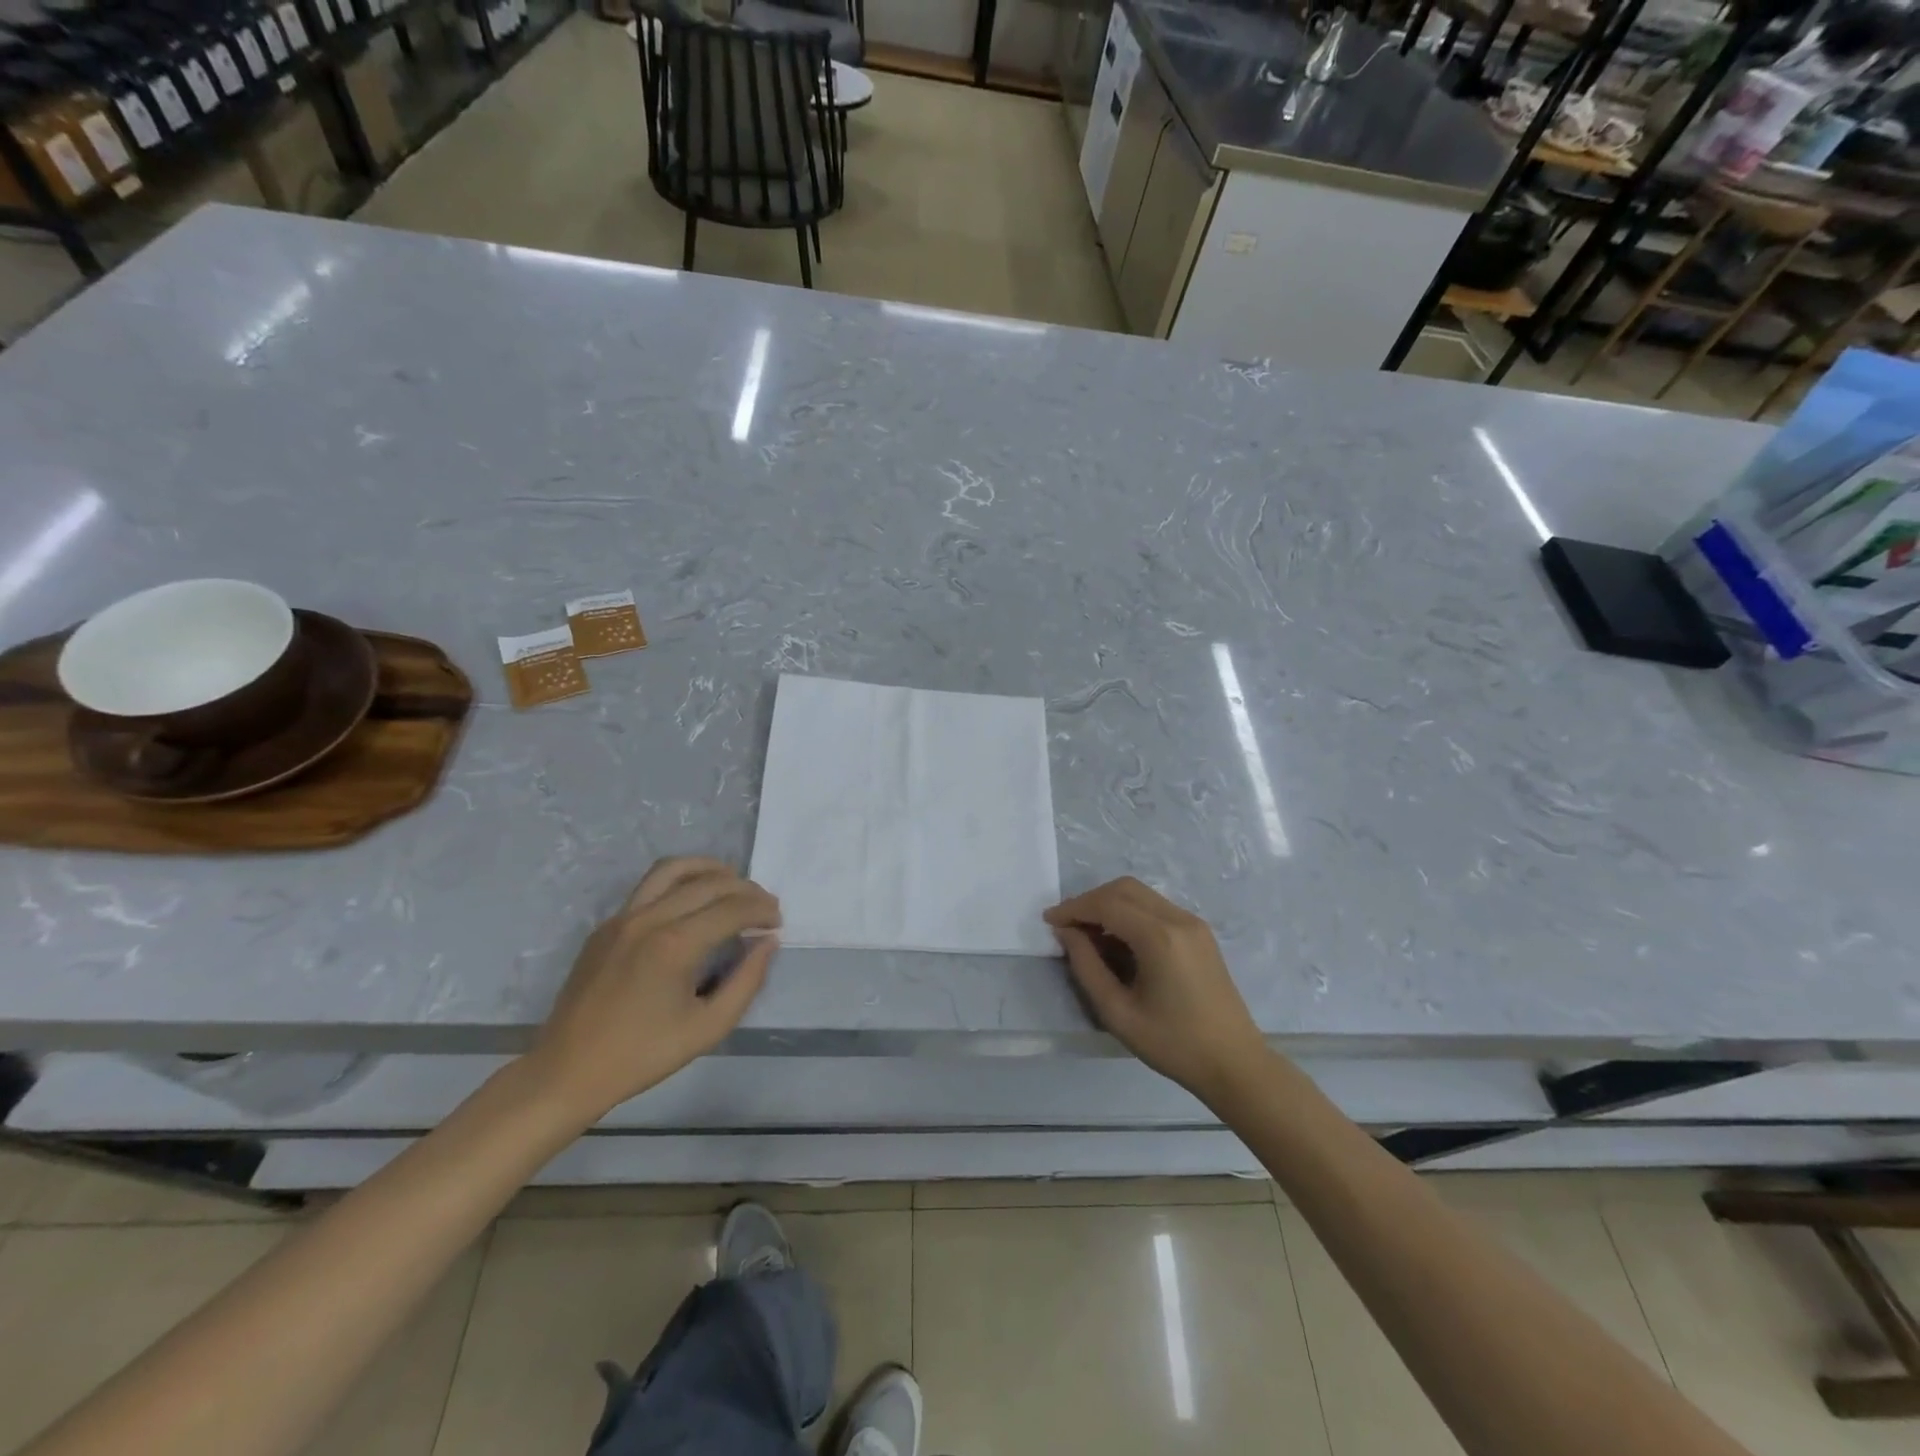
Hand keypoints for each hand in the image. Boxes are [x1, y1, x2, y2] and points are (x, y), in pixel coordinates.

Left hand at [526, 858, 780, 1122]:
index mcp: (675, 945)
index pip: (732, 908)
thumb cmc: (642, 1055)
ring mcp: (622, 918)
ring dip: (710, 870)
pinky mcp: (606, 925)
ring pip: (673, 869)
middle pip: (709, 882)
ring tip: (731, 884)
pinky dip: (680, 882)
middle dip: (745, 889)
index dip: (762, 910)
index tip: (777, 922)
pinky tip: (693, 903)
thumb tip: (768, 942)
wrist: (566, 1071)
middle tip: (764, 906)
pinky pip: (649, 886)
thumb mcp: (708, 1028)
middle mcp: (649, 919)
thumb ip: (747, 981)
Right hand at [1045, 877, 1267, 1102]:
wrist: (1235, 1064)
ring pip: (1141, 894)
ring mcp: (1193, 923)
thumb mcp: (1118, 1012)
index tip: (1049, 922)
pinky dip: (1130, 913)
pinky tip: (1118, 942)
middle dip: (1090, 900)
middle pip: (1124, 888)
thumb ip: (1086, 967)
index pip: (1107, 904)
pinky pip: (1156, 908)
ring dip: (1110, 905)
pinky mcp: (1200, 933)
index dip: (1074, 908)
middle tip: (1067, 926)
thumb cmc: (1174, 1044)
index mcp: (1160, 937)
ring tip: (1088, 935)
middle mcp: (1179, 919)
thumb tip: (1067, 933)